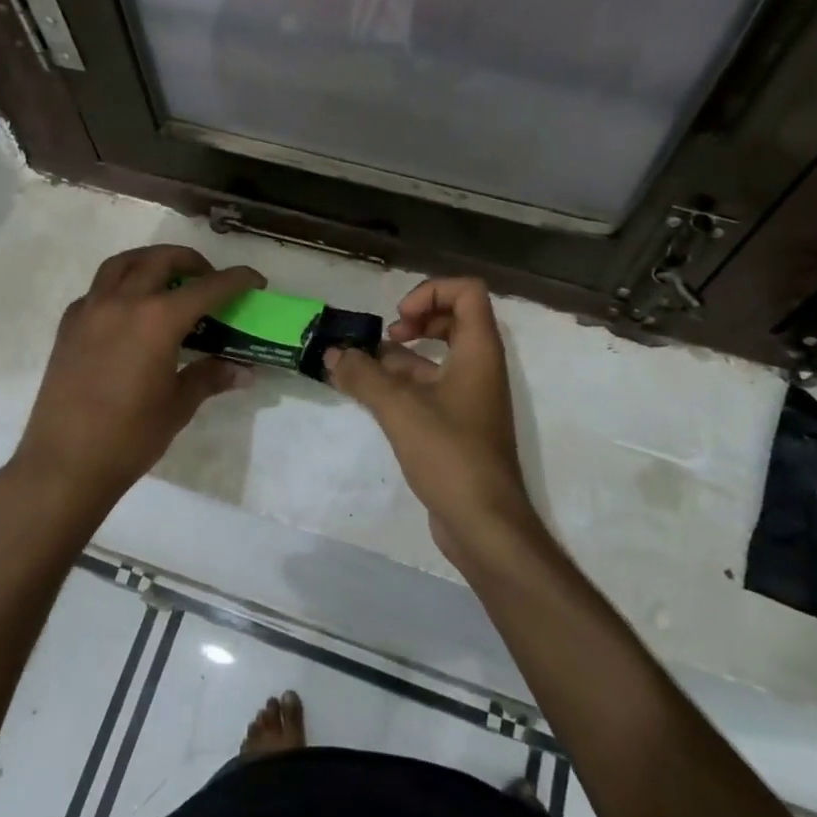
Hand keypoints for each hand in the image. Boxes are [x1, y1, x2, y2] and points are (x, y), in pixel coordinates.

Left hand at [12, 245, 263, 514]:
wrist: (64, 464)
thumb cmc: (129, 437)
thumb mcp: (178, 405)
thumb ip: (210, 377)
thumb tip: (244, 370)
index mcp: (158, 320)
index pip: (207, 287)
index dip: (237, 280)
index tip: (255, 280)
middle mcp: (123, 302)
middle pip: (161, 260)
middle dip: (191, 261)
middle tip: (208, 278)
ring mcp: (90, 310)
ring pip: (122, 263)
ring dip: (150, 261)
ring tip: (166, 278)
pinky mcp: (68, 325)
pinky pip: (97, 289)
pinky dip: (118, 286)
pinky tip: (128, 310)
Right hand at [323, 277, 536, 565]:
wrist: (484, 524)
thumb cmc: (450, 454)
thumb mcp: (399, 409)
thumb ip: (363, 376)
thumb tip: (332, 354)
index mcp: (479, 351)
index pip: (467, 292)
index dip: (430, 292)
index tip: (400, 320)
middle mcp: (479, 367)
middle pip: (452, 318)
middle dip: (416, 320)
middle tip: (387, 337)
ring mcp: (469, 397)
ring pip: (436, 356)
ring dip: (400, 355)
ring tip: (360, 366)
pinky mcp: (457, 424)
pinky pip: (429, 387)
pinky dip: (400, 384)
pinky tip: (368, 395)